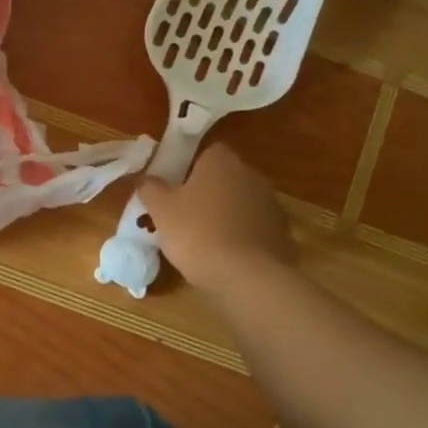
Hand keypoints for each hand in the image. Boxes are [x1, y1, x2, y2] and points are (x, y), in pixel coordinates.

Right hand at [138, 144, 296, 292]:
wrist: (247, 276)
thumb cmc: (197, 234)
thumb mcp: (161, 211)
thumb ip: (151, 189)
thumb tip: (145, 178)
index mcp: (222, 162)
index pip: (207, 151)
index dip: (190, 167)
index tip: (175, 186)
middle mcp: (251, 175)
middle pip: (226, 177)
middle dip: (208, 191)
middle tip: (185, 214)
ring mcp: (271, 204)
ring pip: (242, 203)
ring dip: (227, 214)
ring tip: (206, 240)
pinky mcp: (282, 232)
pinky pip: (255, 228)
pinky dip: (243, 237)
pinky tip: (228, 257)